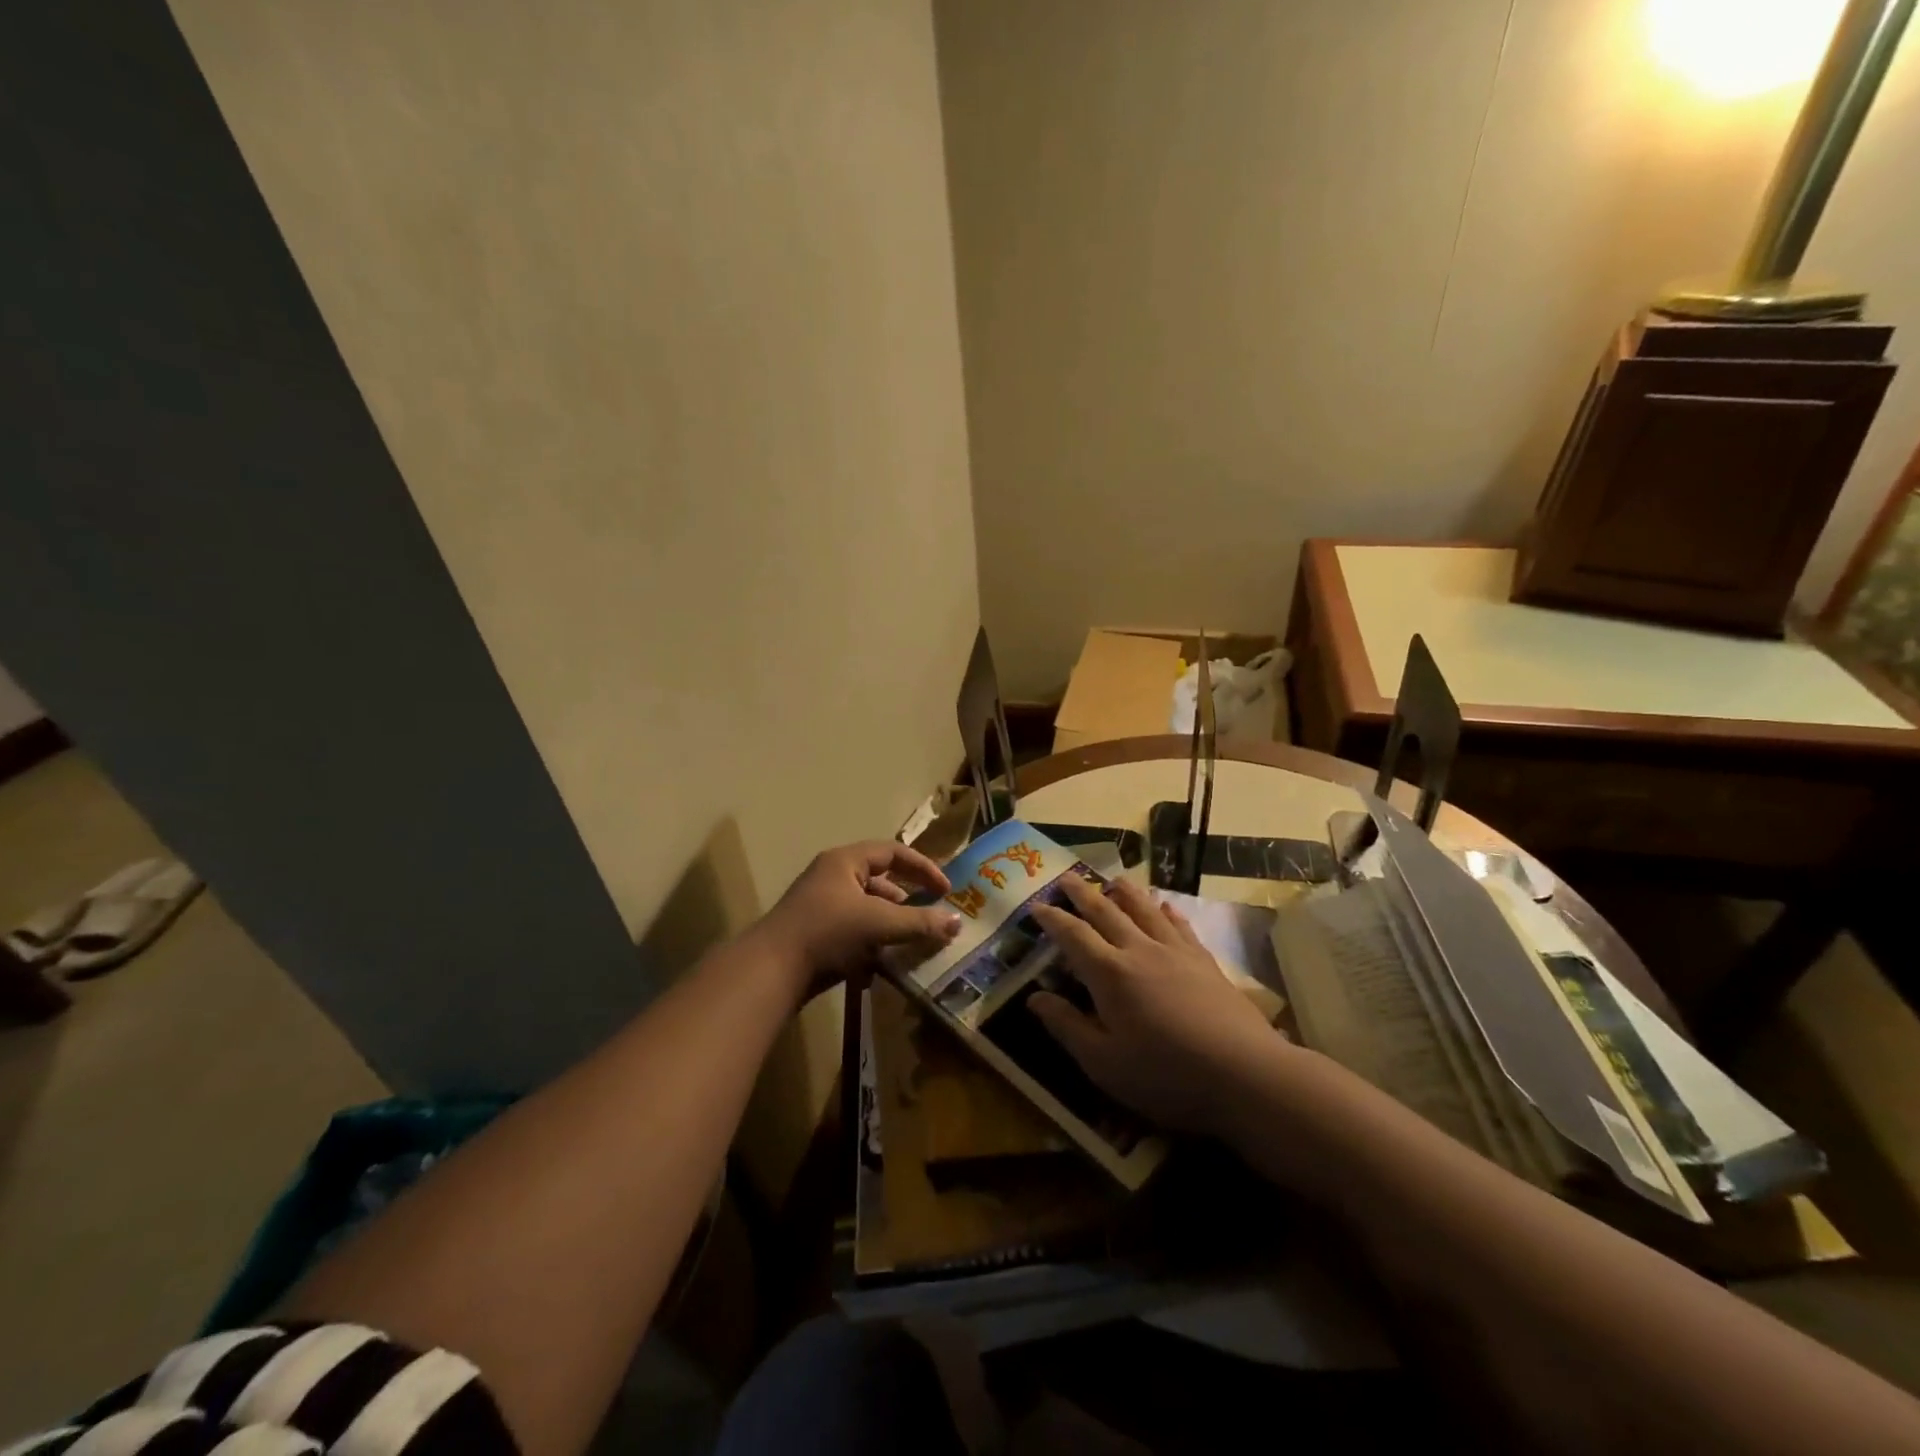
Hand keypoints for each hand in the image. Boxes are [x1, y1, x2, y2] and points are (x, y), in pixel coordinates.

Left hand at [754, 840, 960, 1000]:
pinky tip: (881, 967)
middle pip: (881, 882)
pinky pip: (853, 932)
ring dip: (891, 927)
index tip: (946, 891)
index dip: (923, 868)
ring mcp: (821, 907)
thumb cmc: (828, 933)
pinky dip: (871, 946)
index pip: (894, 852)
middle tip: (931, 920)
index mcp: (845, 861)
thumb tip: (957, 923)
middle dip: (908, 903)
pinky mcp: (815, 934)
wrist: (770, 971)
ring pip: (868, 910)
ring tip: (911, 946)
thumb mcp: (879, 924)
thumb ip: (920, 923)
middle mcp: (832, 877)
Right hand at [1029, 875, 1289, 1134]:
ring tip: (1113, 880)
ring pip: (1144, 910)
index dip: (1052, 918)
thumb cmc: (1165, 1074)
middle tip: (1067, 878)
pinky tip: (1165, 907)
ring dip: (1125, 892)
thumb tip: (1034, 997)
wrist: (1244, 1073)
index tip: (1036, 906)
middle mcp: (1139, 950)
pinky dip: (1167, 912)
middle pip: (1106, 911)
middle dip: (1082, 893)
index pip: (1073, 935)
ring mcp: (1176, 952)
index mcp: (1109, 974)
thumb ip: (1067, 1026)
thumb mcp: (1103, 1062)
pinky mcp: (1205, 961)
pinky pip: (1181, 925)